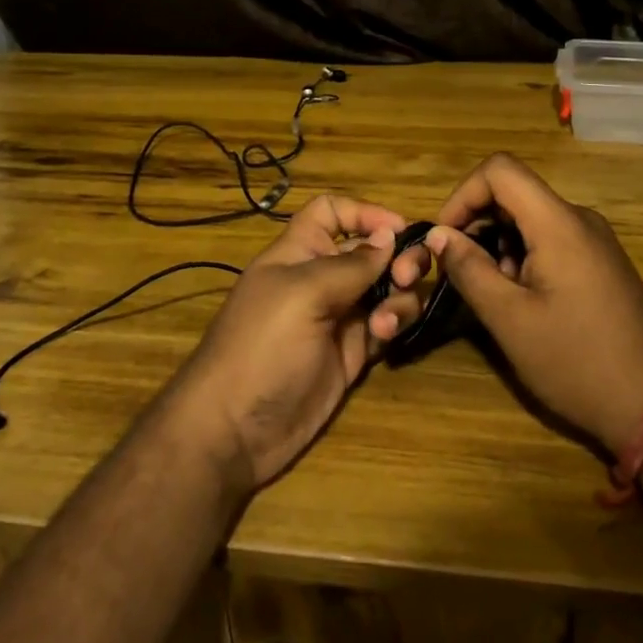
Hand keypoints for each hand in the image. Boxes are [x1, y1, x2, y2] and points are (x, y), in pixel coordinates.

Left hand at [170, 194, 429, 491]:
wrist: (235, 430)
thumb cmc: (262, 345)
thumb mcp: (303, 293)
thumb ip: (351, 264)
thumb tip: (390, 235)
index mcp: (300, 252)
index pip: (332, 213)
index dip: (364, 212)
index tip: (398, 229)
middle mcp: (322, 278)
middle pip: (370, 249)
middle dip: (397, 255)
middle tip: (407, 274)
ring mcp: (340, 316)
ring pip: (386, 287)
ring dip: (399, 293)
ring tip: (388, 317)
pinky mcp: (353, 352)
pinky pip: (387, 323)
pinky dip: (394, 321)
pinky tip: (385, 334)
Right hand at [426, 154, 642, 454]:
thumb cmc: (576, 361)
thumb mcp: (509, 319)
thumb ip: (469, 269)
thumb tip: (438, 235)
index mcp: (558, 223)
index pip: (500, 170)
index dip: (463, 194)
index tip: (445, 238)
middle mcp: (579, 218)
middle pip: (514, 192)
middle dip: (478, 224)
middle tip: (462, 272)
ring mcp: (594, 240)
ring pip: (530, 218)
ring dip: (499, 244)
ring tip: (496, 295)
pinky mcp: (600, 261)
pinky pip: (551, 238)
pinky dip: (524, 256)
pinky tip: (524, 300)